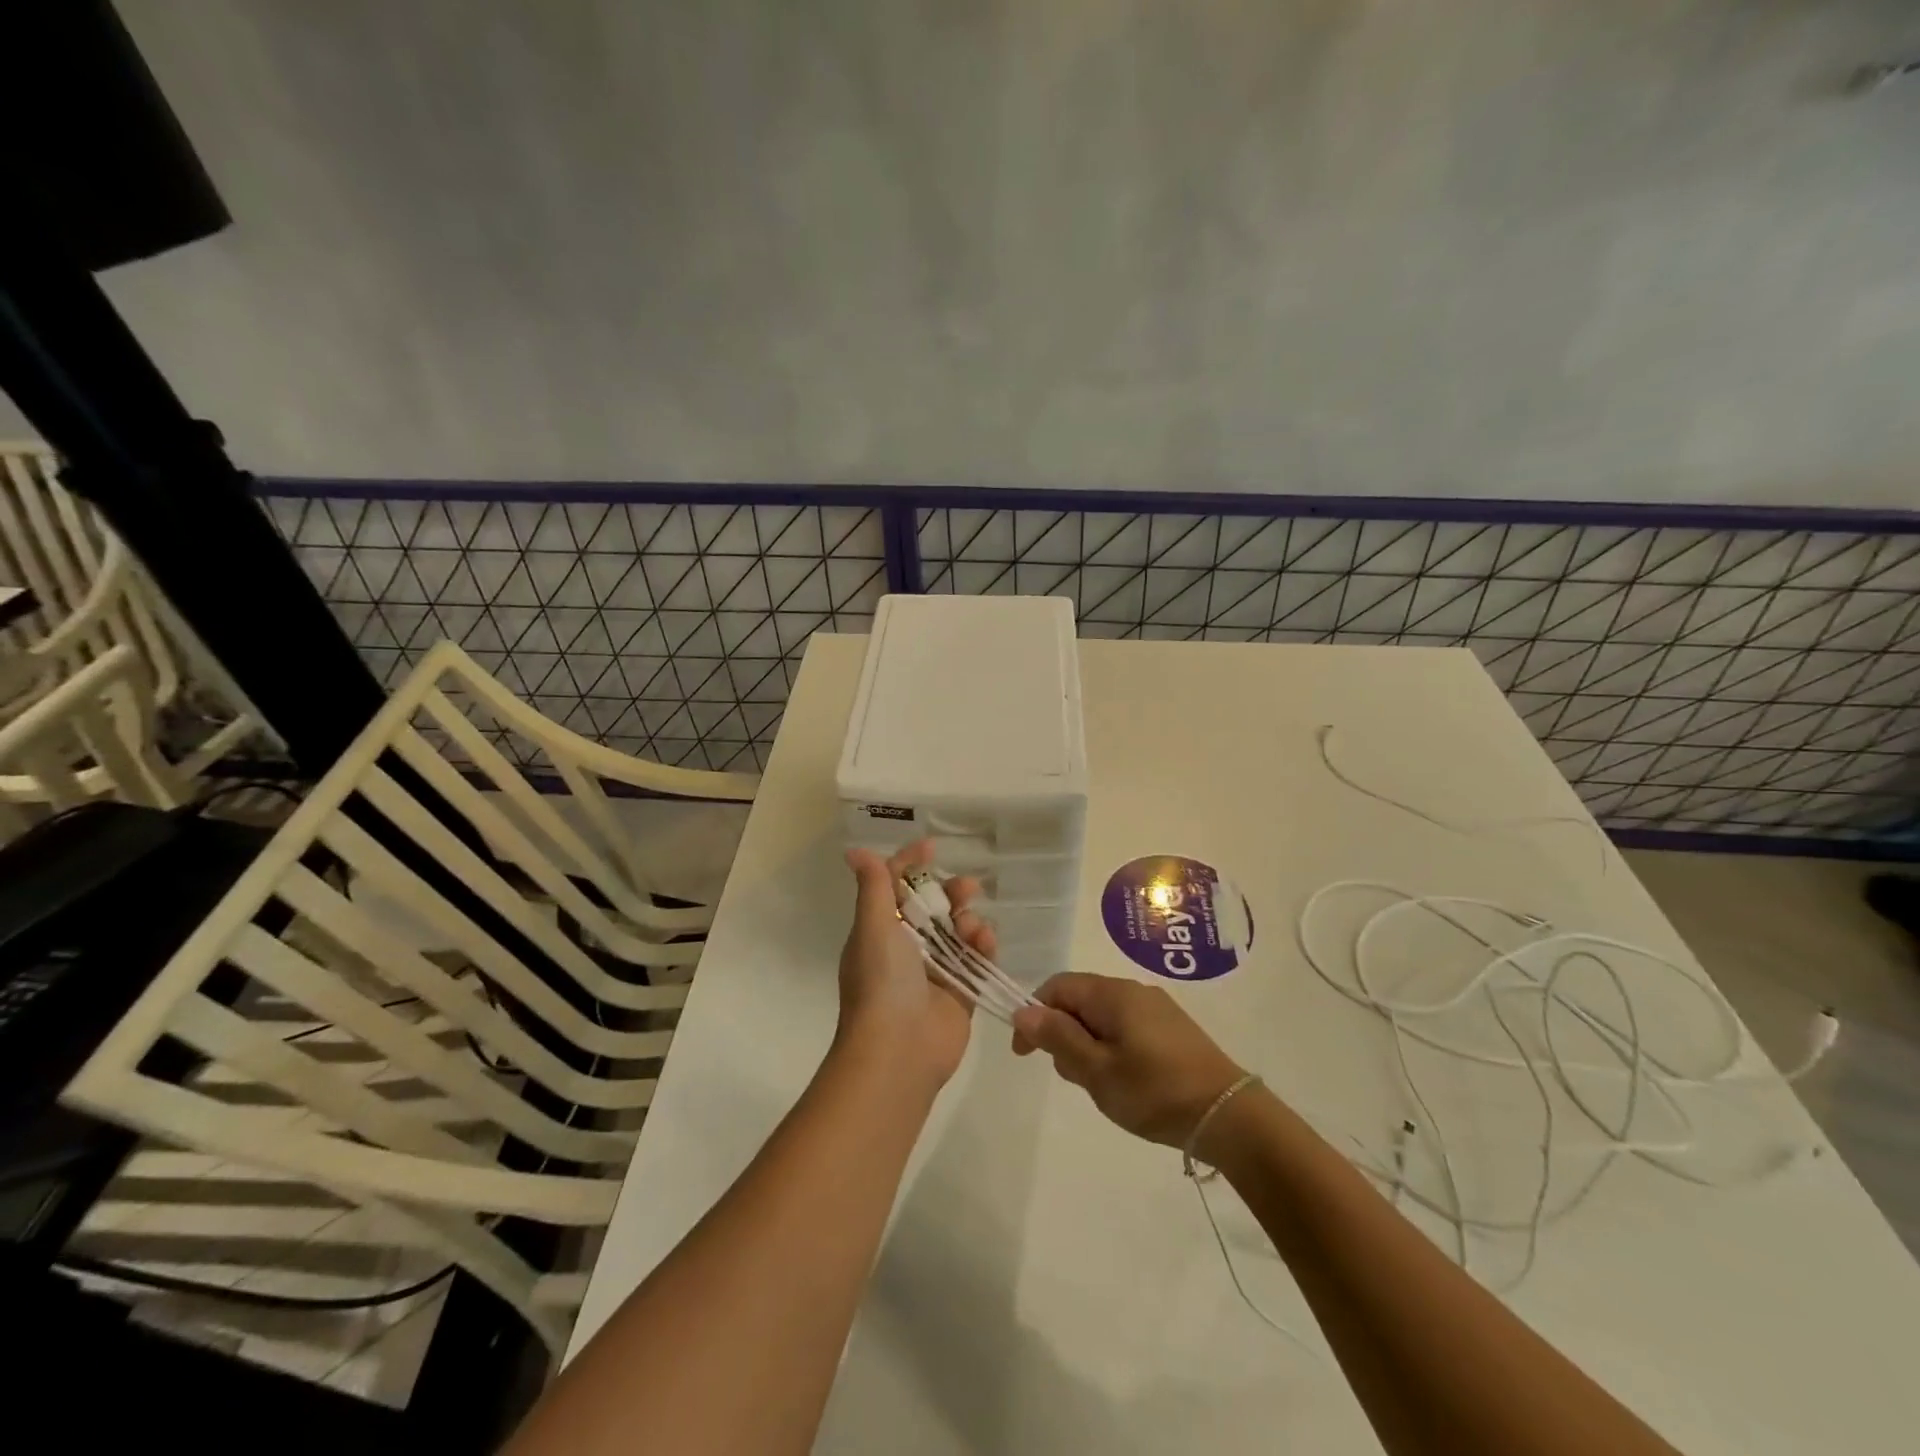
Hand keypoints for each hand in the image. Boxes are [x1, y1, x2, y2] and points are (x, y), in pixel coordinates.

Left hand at [838, 840, 995, 1087]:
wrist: (899, 1050)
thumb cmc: (881, 982)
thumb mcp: (872, 927)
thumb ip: (873, 887)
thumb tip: (854, 852)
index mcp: (879, 931)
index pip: (893, 887)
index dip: (910, 864)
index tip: (931, 847)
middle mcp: (905, 948)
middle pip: (931, 907)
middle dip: (949, 892)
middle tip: (967, 888)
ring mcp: (935, 970)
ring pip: (957, 930)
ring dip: (968, 919)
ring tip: (971, 927)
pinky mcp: (960, 992)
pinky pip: (977, 959)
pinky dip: (983, 946)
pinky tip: (986, 942)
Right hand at [1011, 973, 1245, 1147]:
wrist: (1228, 1114)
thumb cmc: (1154, 1091)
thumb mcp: (1096, 1070)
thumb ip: (1058, 1038)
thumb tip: (1023, 1011)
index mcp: (1111, 993)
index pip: (1057, 986)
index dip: (1034, 1014)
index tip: (1026, 1053)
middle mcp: (1133, 990)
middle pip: (1080, 1000)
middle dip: (1064, 1034)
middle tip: (1074, 1077)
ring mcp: (1156, 1008)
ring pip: (1103, 1017)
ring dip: (1089, 1045)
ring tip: (1104, 1086)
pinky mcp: (1172, 1028)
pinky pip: (1126, 1027)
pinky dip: (1112, 1049)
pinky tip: (1127, 1082)